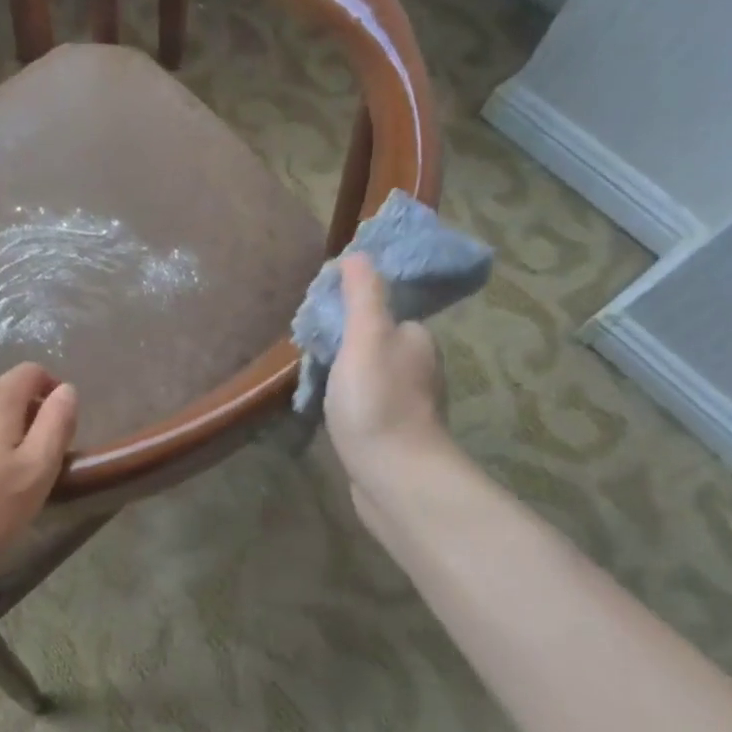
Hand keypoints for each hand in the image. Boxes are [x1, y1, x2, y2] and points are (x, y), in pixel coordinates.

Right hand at [324, 254, 447, 487]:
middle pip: (376, 344)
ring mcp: (409, 406)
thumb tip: (359, 254)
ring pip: (371, 377)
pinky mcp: (396, 436)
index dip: (352, 313)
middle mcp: (420, 369)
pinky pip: (368, 407)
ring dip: (347, 377)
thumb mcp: (365, 337)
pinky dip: (351, 405)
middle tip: (311, 353)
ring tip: (315, 384)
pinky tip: (331, 414)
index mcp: (416, 339)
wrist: (395, 477)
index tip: (321, 322)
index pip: (383, 314)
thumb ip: (363, 296)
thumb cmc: (376, 401)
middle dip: (346, 345)